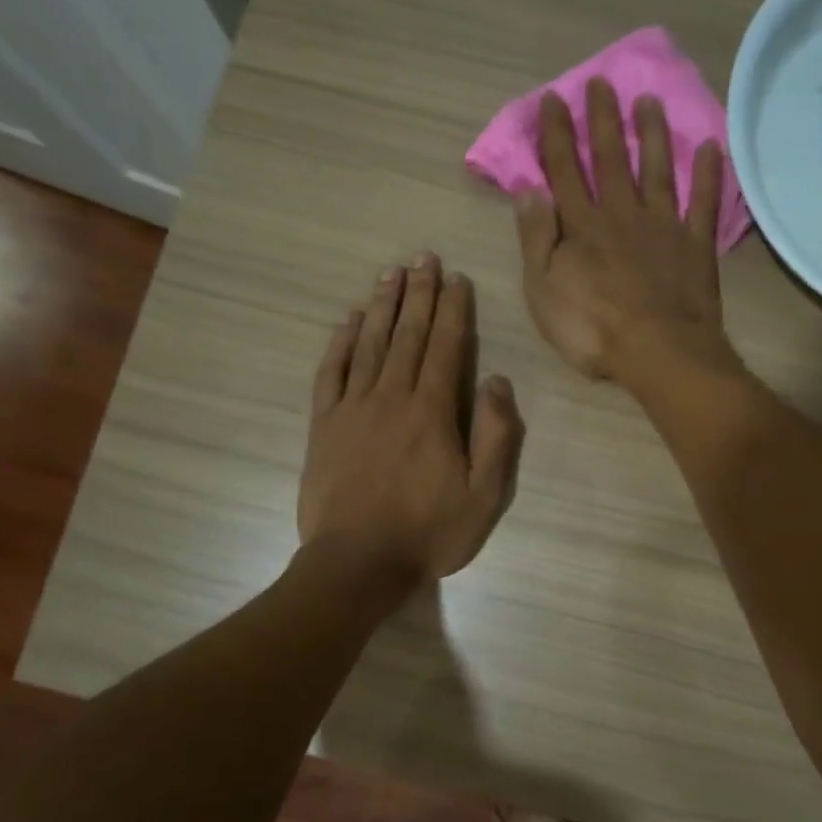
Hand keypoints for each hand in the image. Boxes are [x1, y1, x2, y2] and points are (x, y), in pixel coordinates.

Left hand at [299, 254, 524, 584]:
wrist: (357, 563)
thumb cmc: (428, 533)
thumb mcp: (484, 496)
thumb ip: (496, 436)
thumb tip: (496, 380)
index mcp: (432, 411)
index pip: (445, 346)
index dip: (452, 309)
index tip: (455, 278)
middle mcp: (391, 397)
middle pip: (407, 334)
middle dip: (418, 293)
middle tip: (423, 257)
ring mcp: (352, 408)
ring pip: (369, 344)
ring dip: (381, 306)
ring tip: (390, 274)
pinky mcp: (324, 425)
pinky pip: (331, 372)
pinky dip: (340, 343)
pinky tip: (347, 321)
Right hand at [514, 80, 740, 391]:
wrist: (659, 353)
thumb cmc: (592, 329)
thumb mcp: (544, 290)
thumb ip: (536, 238)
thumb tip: (527, 188)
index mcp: (582, 227)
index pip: (564, 170)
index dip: (557, 134)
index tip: (554, 99)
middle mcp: (622, 215)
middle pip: (610, 160)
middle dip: (603, 120)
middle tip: (601, 83)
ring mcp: (663, 227)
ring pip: (656, 171)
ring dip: (651, 135)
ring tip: (649, 101)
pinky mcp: (696, 246)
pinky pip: (703, 204)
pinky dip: (708, 176)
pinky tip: (711, 148)